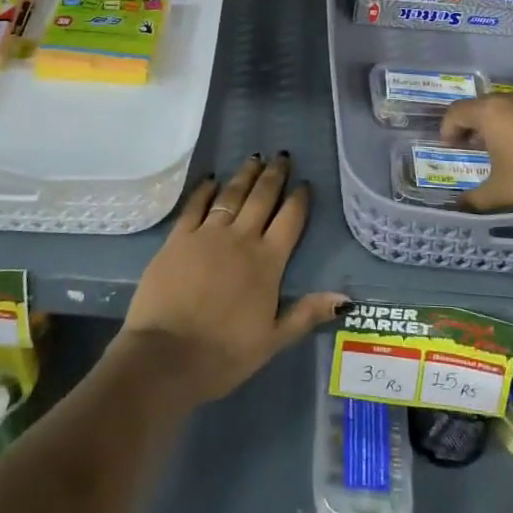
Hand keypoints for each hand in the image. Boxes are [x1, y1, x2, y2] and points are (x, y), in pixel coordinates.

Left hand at [119, 153, 347, 404]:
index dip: (299, 199)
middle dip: (274, 175)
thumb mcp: (273, 340)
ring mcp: (207, 234)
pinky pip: (196, 205)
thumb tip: (346, 298)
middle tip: (282, 156)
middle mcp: (241, 239)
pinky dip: (205, 189)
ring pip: (232, 194)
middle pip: (262, 198)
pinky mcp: (178, 238)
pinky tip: (212, 178)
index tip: (305, 183)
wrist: (166, 356)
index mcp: (268, 262)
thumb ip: (307, 313)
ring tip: (255, 158)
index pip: (290, 220)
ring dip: (245, 175)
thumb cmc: (223, 353)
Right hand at [440, 90, 512, 212]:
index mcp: (488, 112)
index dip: (448, 129)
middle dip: (470, 125)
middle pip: (479, 106)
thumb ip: (475, 198)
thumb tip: (459, 206)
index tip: (451, 147)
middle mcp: (508, 99)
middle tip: (470, 146)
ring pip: (503, 106)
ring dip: (494, 123)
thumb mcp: (499, 191)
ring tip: (497, 147)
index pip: (456, 112)